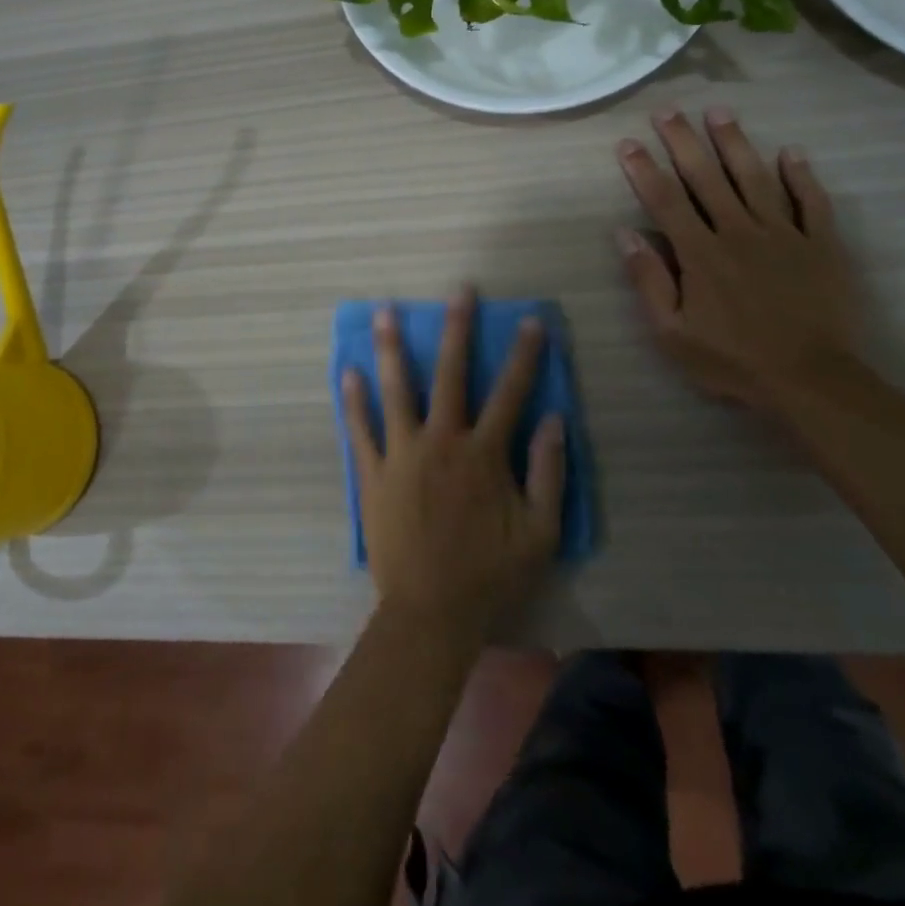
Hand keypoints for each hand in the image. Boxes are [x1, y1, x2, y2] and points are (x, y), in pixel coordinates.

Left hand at [341, 288, 565, 639]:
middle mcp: (442, 442)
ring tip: (383, 311)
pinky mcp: (373, 473)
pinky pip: (360, 430)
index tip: (532, 321)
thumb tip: (557, 418)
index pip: (510, 392)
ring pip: (396, 390)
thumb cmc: (490, 575)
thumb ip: (549, 473)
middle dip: (457, 328)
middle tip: (458, 291)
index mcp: (484, 454)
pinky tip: (347, 372)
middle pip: (450, 374)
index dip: (524, 355)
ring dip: (391, 348)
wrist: (430, 614)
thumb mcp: (539, 533)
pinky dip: (353, 401)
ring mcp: (402, 454)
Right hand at [615, 106, 858, 413]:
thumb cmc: (732, 361)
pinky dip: (801, 176)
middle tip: (668, 110)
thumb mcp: (673, 333)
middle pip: (706, 178)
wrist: (811, 381)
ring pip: (755, 178)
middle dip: (683, 141)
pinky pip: (812, 202)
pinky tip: (791, 153)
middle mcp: (739, 232)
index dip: (644, 169)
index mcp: (701, 254)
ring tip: (719, 112)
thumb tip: (625, 234)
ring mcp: (784, 235)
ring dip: (735, 143)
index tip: (628, 143)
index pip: (665, 201)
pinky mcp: (822, 245)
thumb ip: (649, 281)